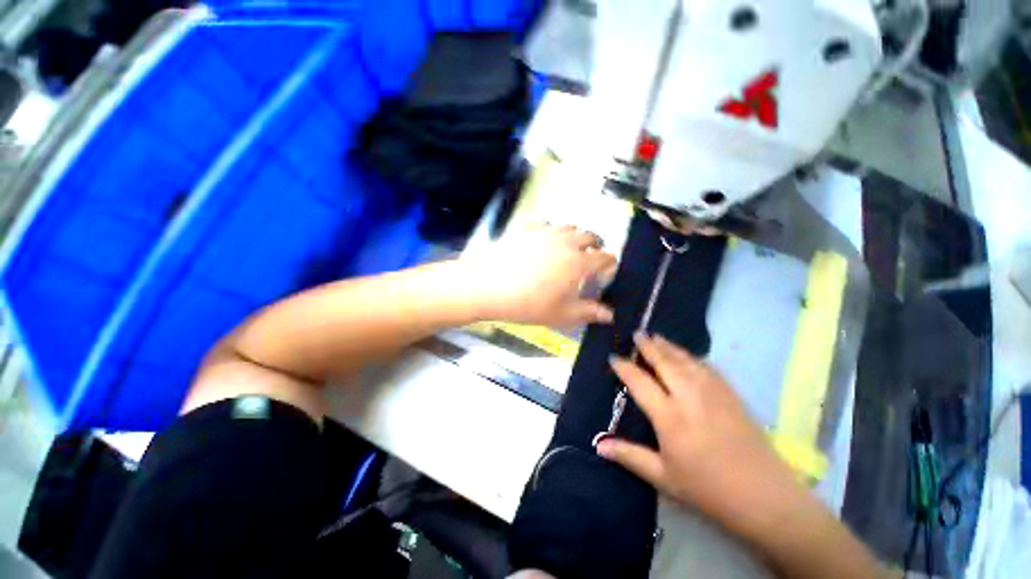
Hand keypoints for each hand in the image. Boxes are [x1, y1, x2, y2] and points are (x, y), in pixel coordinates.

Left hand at [460, 223, 617, 327]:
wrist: (489, 287)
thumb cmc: (528, 304)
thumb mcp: (561, 314)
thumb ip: (588, 312)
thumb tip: (609, 314)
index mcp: (579, 262)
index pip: (605, 257)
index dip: (610, 264)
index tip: (605, 272)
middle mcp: (566, 241)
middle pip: (591, 235)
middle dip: (595, 246)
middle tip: (587, 259)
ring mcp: (546, 231)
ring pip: (569, 226)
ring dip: (574, 236)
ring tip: (565, 249)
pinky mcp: (527, 228)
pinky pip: (545, 223)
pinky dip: (550, 230)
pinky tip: (541, 242)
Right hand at [597, 333, 801, 535]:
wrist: (765, 497)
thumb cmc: (708, 489)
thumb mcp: (664, 478)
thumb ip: (630, 456)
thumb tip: (598, 445)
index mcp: (669, 416)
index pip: (639, 382)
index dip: (625, 367)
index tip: (614, 357)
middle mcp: (689, 397)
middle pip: (664, 362)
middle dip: (648, 346)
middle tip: (637, 333)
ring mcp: (714, 393)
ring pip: (686, 360)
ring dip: (669, 347)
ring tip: (657, 336)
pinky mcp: (732, 395)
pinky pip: (709, 368)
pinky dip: (694, 358)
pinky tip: (689, 356)